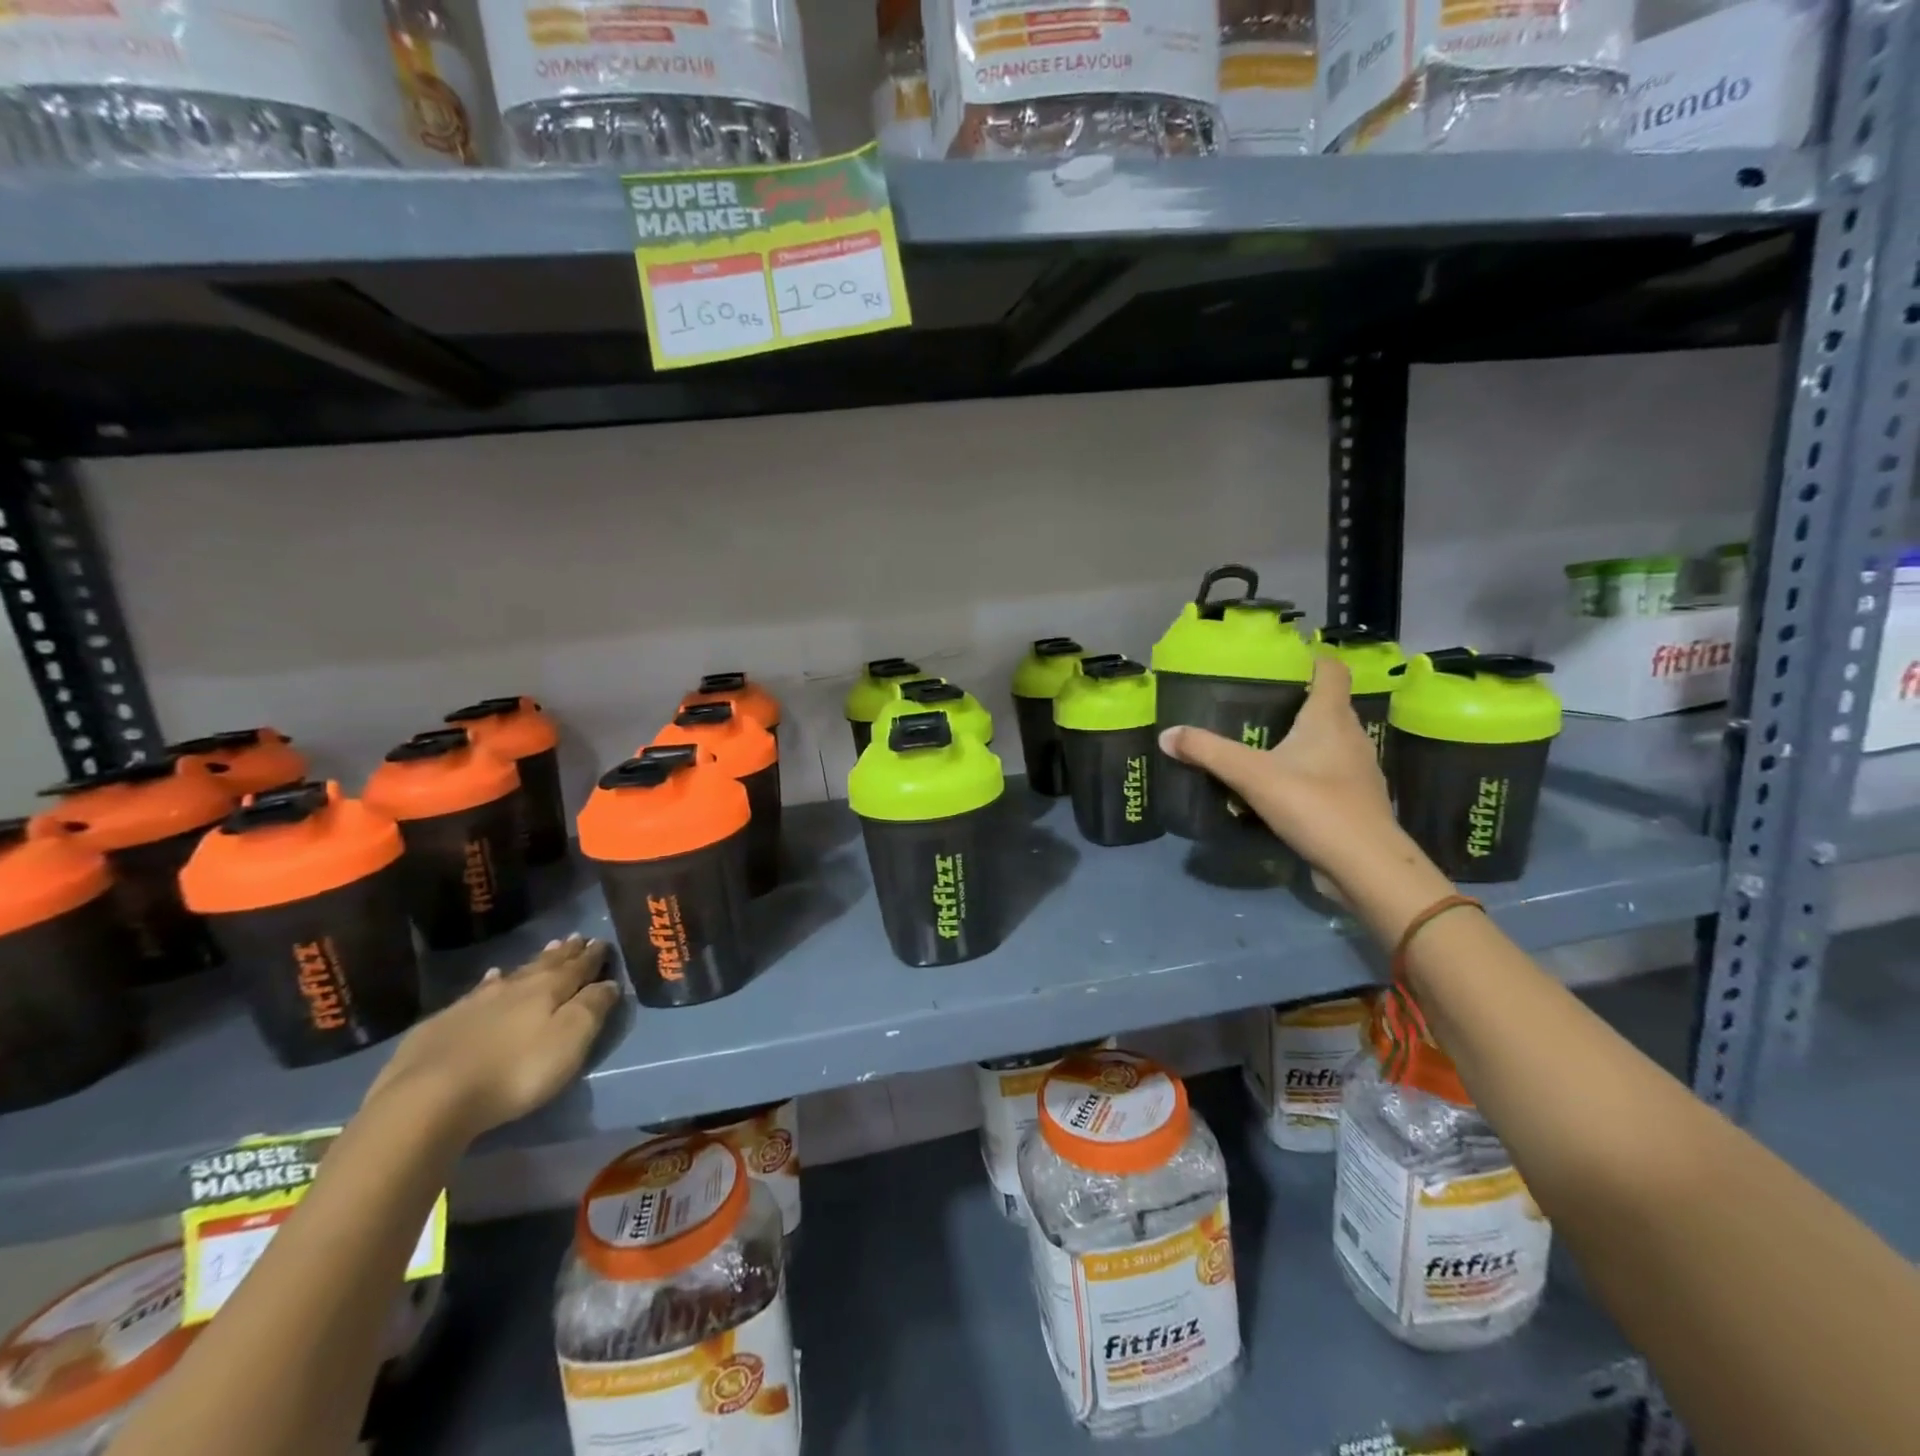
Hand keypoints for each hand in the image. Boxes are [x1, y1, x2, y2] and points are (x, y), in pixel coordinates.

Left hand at [364, 935, 619, 1145]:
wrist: (429, 1098)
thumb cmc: (515, 1071)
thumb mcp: (569, 1041)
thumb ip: (592, 1008)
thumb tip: (609, 983)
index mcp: (549, 990)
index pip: (578, 967)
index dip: (593, 956)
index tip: (602, 942)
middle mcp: (514, 987)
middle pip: (546, 965)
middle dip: (565, 953)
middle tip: (577, 938)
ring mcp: (475, 1003)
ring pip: (512, 975)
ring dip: (532, 963)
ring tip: (545, 950)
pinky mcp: (443, 1023)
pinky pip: (477, 992)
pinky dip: (490, 983)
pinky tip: (490, 980)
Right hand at [1158, 657, 1405, 890]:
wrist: (1364, 866)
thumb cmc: (1314, 804)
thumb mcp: (1252, 775)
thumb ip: (1208, 752)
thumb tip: (1166, 735)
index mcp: (1331, 718)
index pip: (1332, 670)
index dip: (1311, 660)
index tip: (1281, 661)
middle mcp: (1350, 736)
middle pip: (1328, 706)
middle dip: (1296, 702)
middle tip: (1255, 704)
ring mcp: (1357, 771)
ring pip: (1328, 742)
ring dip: (1301, 740)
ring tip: (1262, 745)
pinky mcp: (1354, 801)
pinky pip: (1327, 774)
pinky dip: (1305, 772)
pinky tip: (1279, 786)